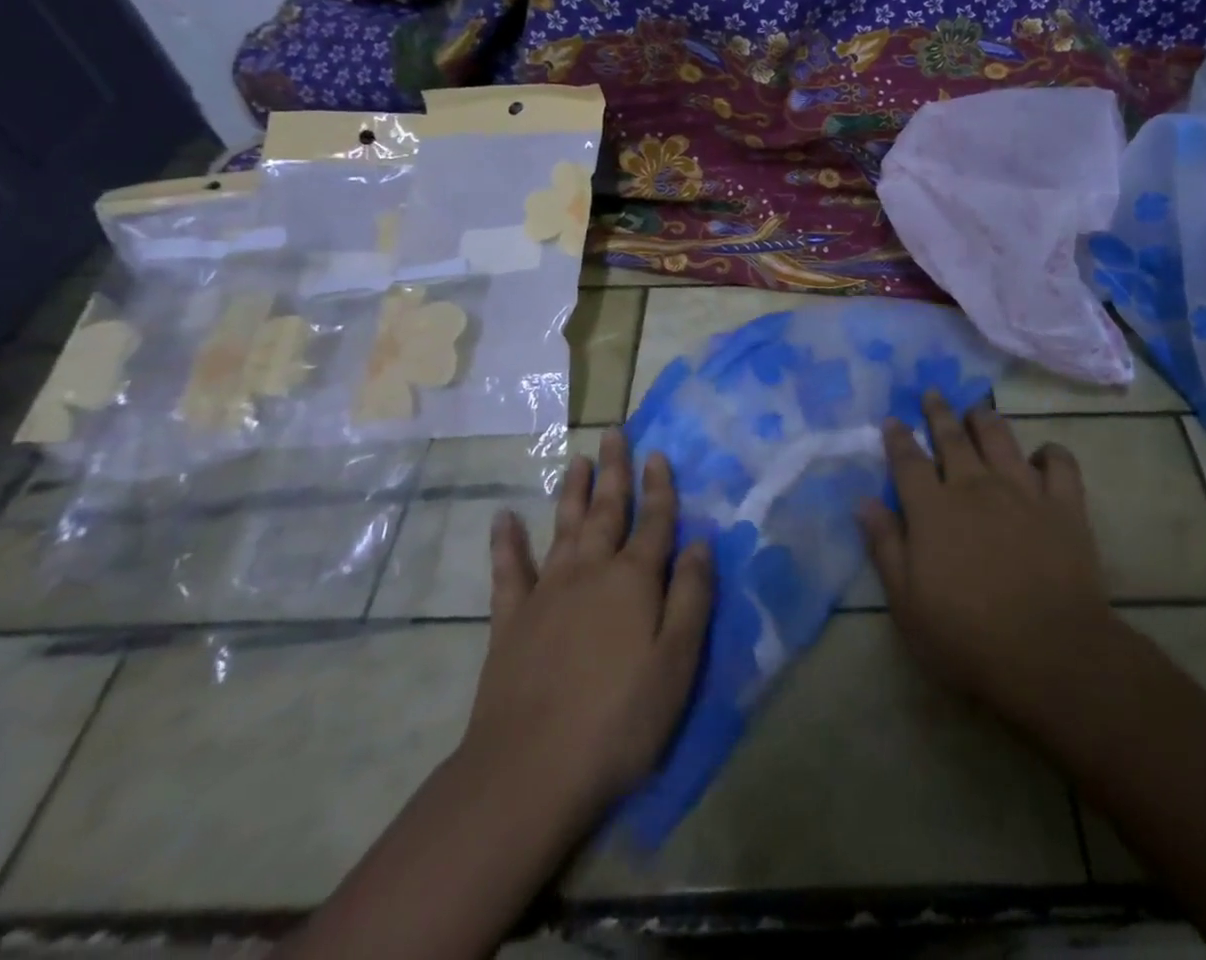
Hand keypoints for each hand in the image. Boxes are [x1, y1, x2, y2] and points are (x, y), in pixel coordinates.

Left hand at [462, 429, 712, 835]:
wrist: (528, 772)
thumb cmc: (619, 719)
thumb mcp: (677, 662)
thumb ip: (692, 596)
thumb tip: (702, 541)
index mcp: (634, 580)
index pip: (654, 521)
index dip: (660, 487)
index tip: (658, 453)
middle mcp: (590, 572)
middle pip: (606, 511)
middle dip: (614, 472)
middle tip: (614, 433)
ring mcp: (546, 592)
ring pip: (563, 527)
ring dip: (572, 491)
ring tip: (577, 460)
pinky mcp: (510, 620)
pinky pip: (508, 570)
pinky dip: (506, 542)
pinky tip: (503, 518)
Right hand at [857, 392, 1120, 732]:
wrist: (1050, 653)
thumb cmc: (967, 637)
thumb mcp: (907, 603)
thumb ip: (886, 546)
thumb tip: (864, 501)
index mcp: (933, 509)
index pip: (908, 460)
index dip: (898, 437)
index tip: (893, 418)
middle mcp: (975, 486)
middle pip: (953, 437)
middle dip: (939, 412)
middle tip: (932, 393)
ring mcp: (1023, 490)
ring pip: (1001, 438)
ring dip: (985, 420)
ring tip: (977, 411)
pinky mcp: (1064, 504)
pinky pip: (1059, 463)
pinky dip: (1050, 453)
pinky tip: (1042, 455)